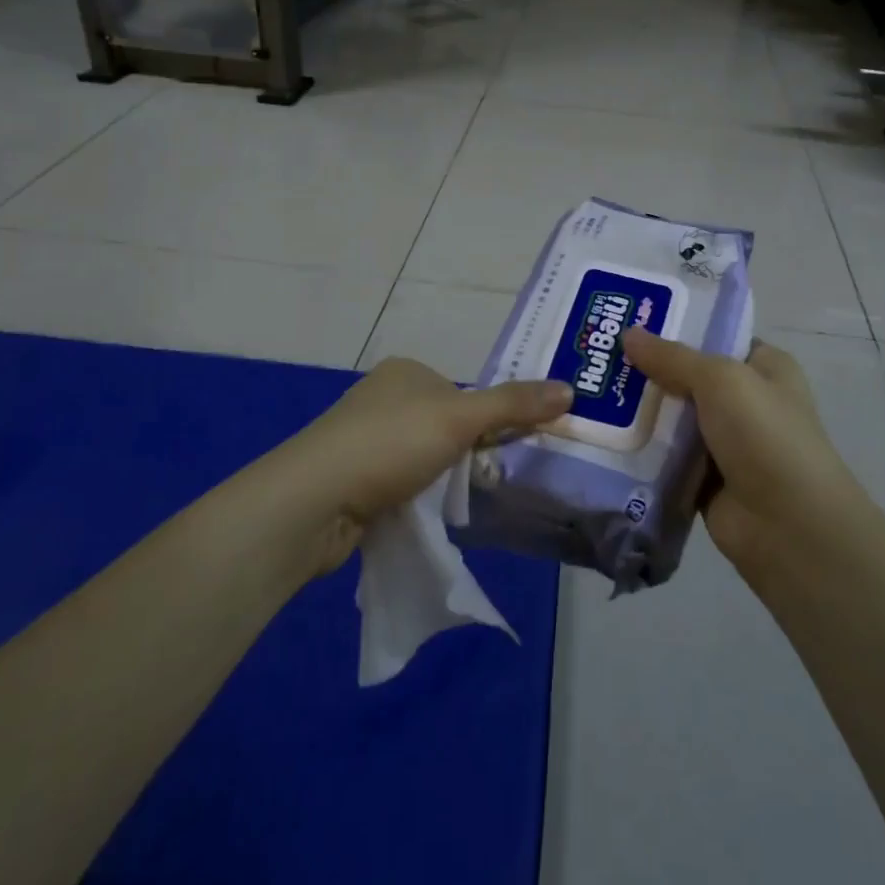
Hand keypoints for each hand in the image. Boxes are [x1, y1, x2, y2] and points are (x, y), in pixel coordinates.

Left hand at [272, 358, 570, 570]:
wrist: (313, 501)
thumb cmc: (390, 444)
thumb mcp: (460, 418)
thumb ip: (514, 404)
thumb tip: (570, 389)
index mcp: (406, 371)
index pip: (465, 392)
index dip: (490, 419)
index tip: (508, 450)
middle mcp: (383, 397)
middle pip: (445, 424)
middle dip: (466, 452)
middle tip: (486, 481)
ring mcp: (363, 437)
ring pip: (423, 456)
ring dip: (440, 478)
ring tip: (453, 502)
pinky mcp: (352, 477)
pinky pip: (400, 482)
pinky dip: (415, 497)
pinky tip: (422, 514)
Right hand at [621, 328, 856, 569]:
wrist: (789, 526)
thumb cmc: (764, 435)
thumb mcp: (720, 380)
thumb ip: (672, 357)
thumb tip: (627, 334)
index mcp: (766, 368)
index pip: (716, 338)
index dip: (676, 327)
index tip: (629, 321)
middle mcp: (747, 402)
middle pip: (688, 377)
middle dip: (648, 369)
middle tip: (597, 356)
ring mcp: (726, 443)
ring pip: (673, 418)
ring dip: (640, 411)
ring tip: (588, 392)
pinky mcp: (705, 479)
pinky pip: (666, 456)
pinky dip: (642, 449)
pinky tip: (602, 435)